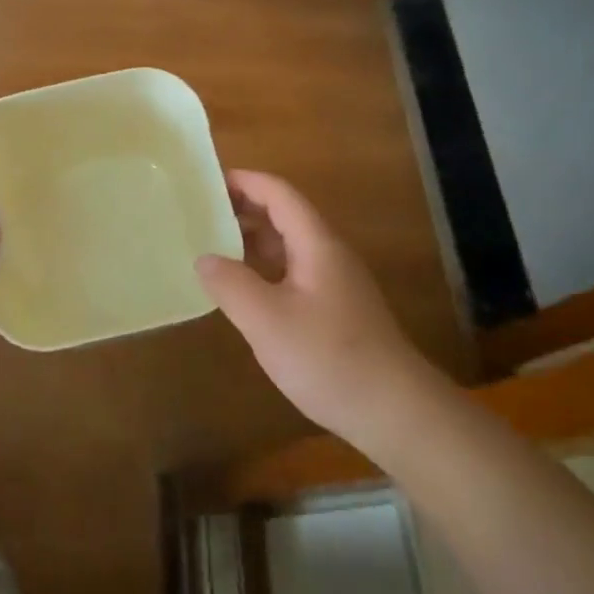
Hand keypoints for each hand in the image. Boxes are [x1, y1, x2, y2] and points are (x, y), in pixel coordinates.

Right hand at [197, 171, 439, 450]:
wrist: (395, 412)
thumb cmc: (330, 358)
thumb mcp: (268, 321)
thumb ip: (231, 284)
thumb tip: (204, 258)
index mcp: (316, 244)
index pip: (279, 193)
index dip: (244, 181)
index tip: (205, 181)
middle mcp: (328, 254)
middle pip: (284, 215)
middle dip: (243, 208)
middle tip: (198, 212)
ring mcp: (334, 283)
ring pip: (288, 246)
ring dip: (252, 239)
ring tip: (211, 244)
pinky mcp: (335, 310)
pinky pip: (292, 272)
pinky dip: (263, 268)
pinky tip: (242, 288)